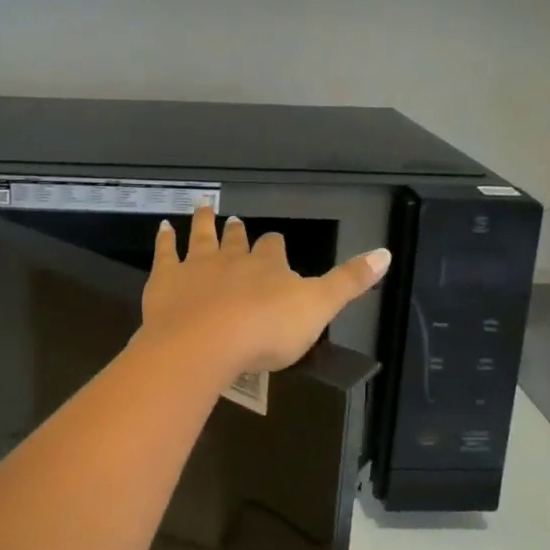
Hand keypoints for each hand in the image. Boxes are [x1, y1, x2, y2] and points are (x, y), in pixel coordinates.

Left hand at [139, 203, 390, 376]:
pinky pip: (165, 252)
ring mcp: (196, 265)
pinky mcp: (166, 279)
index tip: (275, 242)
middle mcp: (232, 258)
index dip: (275, 246)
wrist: (206, 342)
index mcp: (268, 267)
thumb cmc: (266, 331)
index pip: (275, 249)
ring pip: (201, 236)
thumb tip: (386, 252)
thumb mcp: (319, 308)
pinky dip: (165, 238)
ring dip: (203, 221)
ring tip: (203, 206)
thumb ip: (349, 281)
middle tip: (236, 220)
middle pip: (237, 240)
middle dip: (238, 232)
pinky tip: (163, 226)